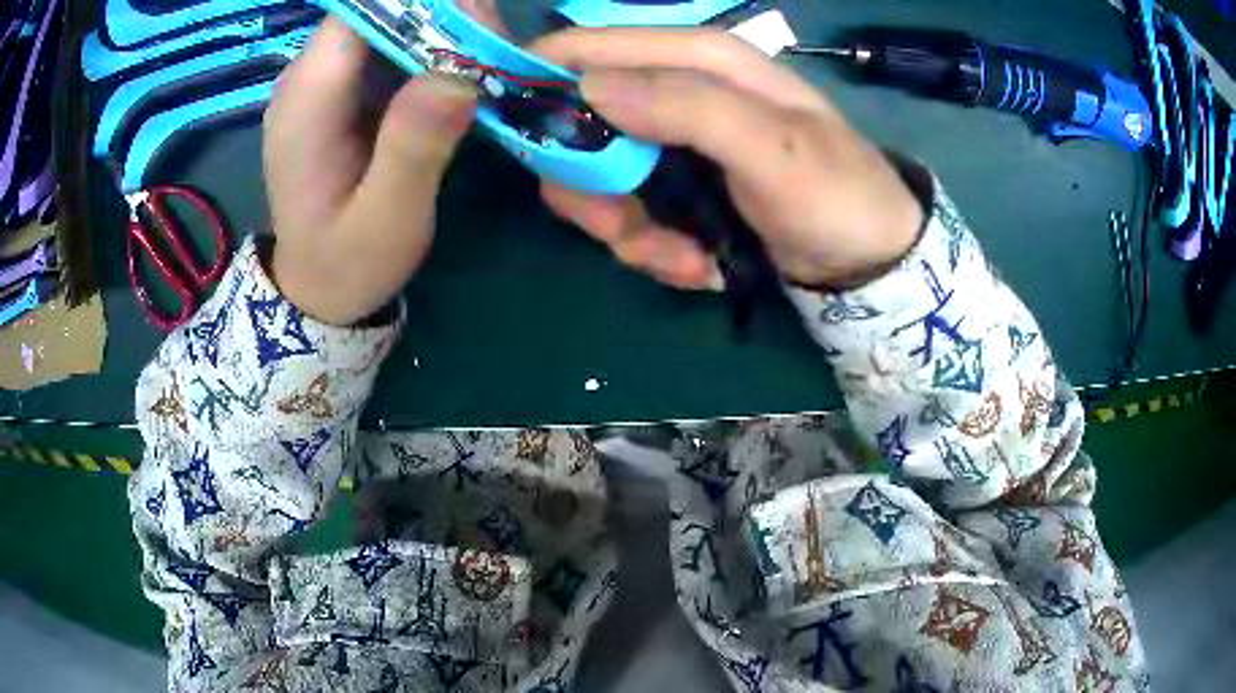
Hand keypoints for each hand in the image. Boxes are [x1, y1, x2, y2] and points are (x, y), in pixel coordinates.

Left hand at [263, 18, 476, 325]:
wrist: (316, 289)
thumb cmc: (348, 263)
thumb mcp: (386, 221)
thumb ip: (413, 149)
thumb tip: (459, 76)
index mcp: (306, 100)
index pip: (363, 9)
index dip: (423, 5)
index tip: (478, 28)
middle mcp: (309, 76)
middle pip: (380, 8)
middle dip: (443, 15)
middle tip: (493, 51)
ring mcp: (327, 80)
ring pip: (391, 19)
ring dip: (444, 29)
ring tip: (486, 62)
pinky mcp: (345, 89)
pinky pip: (392, 43)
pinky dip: (433, 46)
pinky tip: (462, 73)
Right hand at [532, 28, 923, 288]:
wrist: (865, 257)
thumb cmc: (836, 193)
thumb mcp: (774, 148)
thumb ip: (688, 107)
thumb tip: (589, 87)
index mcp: (697, 59)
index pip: (589, 46)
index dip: (542, 82)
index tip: (524, 139)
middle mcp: (673, 89)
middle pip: (577, 122)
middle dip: (590, 186)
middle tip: (625, 230)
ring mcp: (670, 140)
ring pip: (596, 179)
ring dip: (628, 231)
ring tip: (685, 262)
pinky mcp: (674, 184)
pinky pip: (628, 213)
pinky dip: (653, 249)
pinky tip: (698, 267)